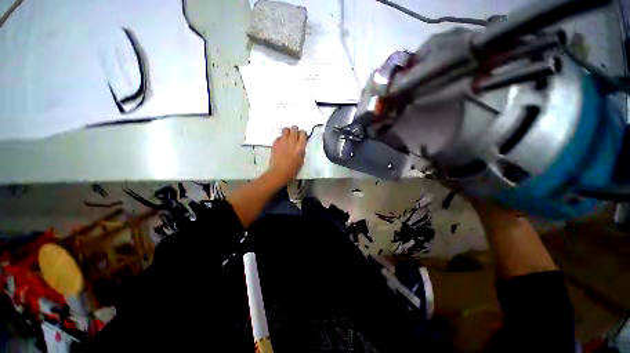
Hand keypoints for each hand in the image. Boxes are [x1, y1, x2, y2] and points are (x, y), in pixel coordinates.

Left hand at [268, 126, 306, 184]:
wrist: (279, 172)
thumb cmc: (292, 169)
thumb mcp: (301, 160)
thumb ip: (302, 150)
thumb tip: (301, 144)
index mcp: (300, 146)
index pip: (303, 133)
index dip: (303, 134)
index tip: (302, 137)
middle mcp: (292, 141)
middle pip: (294, 128)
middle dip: (295, 130)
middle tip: (295, 136)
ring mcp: (282, 141)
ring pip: (285, 129)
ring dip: (287, 132)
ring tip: (287, 138)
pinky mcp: (275, 143)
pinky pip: (279, 137)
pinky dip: (280, 139)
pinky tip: (281, 145)